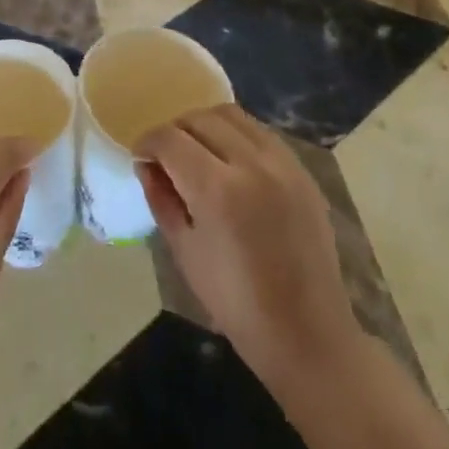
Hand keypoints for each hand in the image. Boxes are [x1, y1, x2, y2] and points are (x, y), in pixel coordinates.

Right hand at [137, 104, 355, 382]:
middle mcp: (251, 163)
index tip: (141, 157)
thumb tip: (146, 164)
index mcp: (217, 189)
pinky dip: (237, 134)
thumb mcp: (184, 251)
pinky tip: (230, 161)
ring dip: (206, 125)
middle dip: (175, 131)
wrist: (307, 333)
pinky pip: (260, 132)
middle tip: (167, 156)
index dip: (148, 142)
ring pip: (232, 115)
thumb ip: (161, 199)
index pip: (170, 139)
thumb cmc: (236, 303)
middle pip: (200, 118)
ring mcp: (282, 163)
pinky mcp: (302, 169)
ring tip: (198, 152)